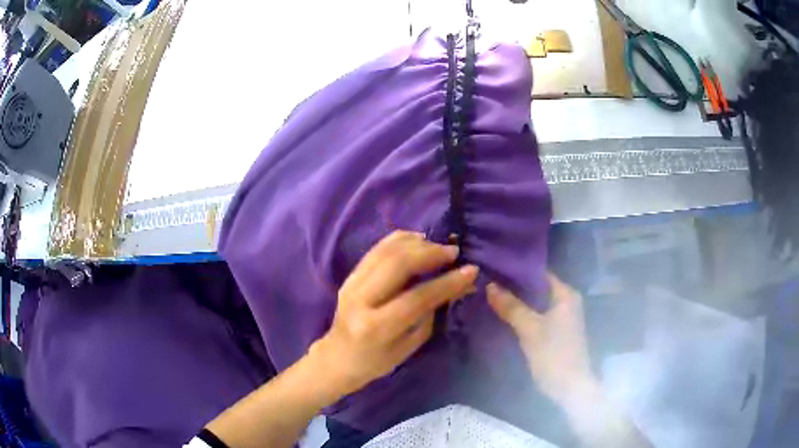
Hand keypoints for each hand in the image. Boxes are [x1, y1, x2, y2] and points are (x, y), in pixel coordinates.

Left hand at [310, 230, 478, 397]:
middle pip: (398, 264)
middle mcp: (360, 300)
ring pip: (386, 250)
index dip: (447, 282)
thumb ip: (432, 314)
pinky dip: (400, 240)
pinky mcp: (349, 275)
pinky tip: (418, 241)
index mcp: (376, 327)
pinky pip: (377, 249)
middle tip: (453, 253)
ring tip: (438, 247)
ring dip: (417, 243)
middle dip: (431, 253)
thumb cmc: (376, 361)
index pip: (417, 297)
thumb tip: (460, 286)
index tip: (471, 270)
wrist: (337, 357)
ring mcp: (351, 284)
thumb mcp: (409, 346)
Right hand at [487, 273, 596, 407]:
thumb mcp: (530, 329)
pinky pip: (536, 316)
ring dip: (517, 301)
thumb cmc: (553, 354)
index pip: (540, 273)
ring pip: (535, 303)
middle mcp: (566, 302)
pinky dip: (522, 314)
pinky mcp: (555, 332)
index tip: (494, 268)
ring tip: (490, 295)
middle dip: (514, 287)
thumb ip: (511, 306)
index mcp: (566, 295)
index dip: (517, 270)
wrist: (569, 387)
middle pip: (537, 288)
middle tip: (487, 281)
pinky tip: (503, 314)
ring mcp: (561, 318)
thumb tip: (489, 285)